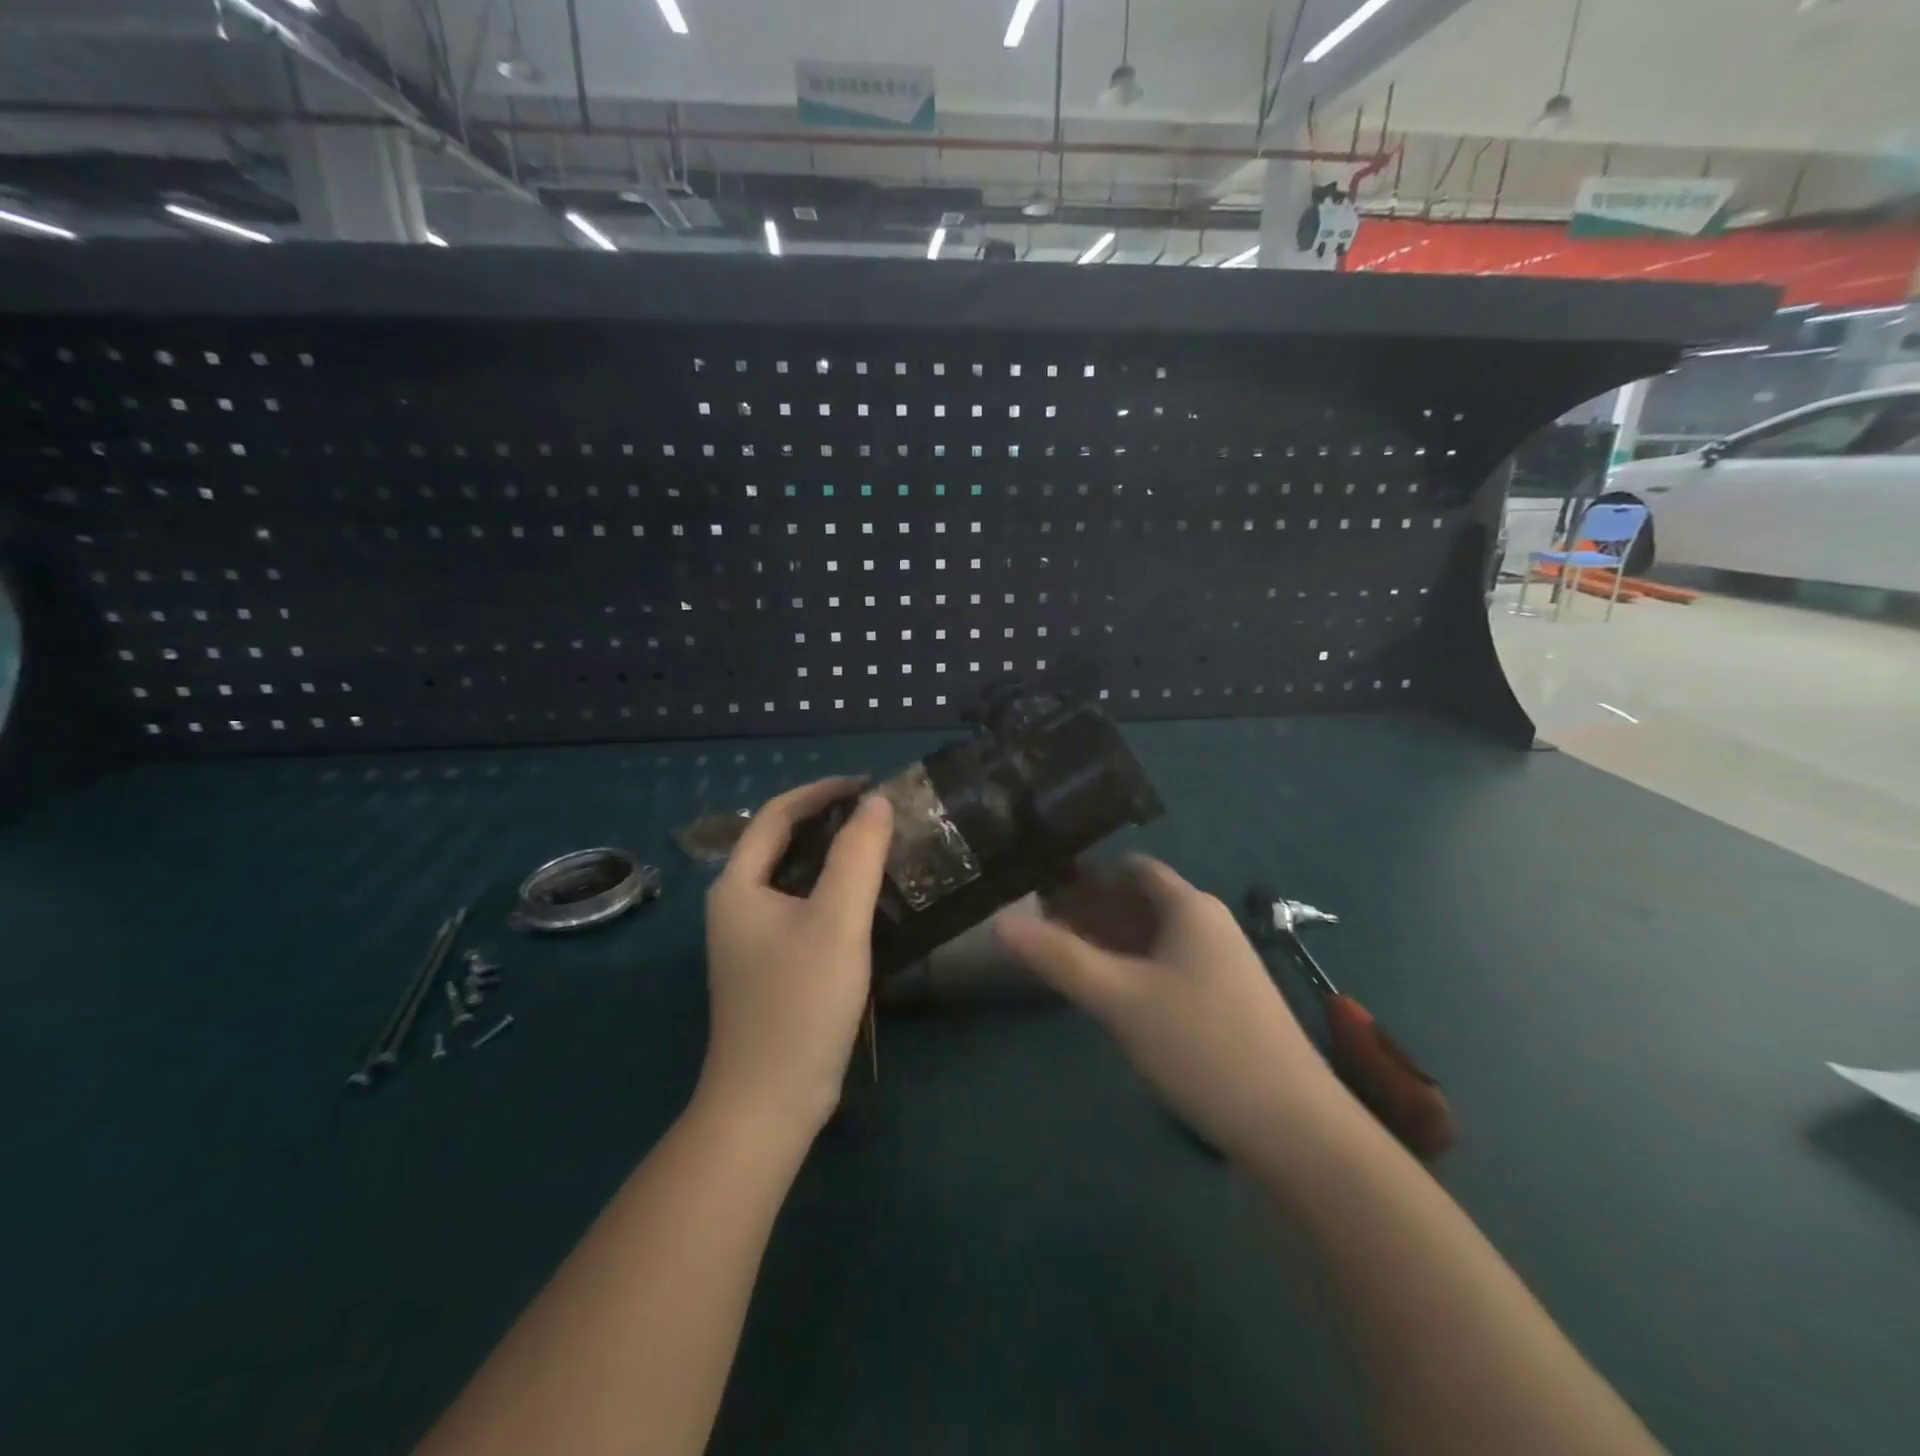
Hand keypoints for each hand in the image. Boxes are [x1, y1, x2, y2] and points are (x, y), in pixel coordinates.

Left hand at [699, 777, 893, 1138]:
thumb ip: (858, 855)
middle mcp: (736, 905)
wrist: (769, 1103)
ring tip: (880, 848)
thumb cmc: (799, 1003)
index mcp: (738, 885)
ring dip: (834, 856)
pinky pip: (803, 908)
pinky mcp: (771, 966)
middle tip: (880, 815)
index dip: (822, 791)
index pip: (777, 814)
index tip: (869, 785)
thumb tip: (877, 803)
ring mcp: (751, 939)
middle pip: (782, 842)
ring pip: (795, 877)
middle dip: (829, 821)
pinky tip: (867, 900)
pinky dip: (833, 891)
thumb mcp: (836, 921)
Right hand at [995, 856, 1339, 1160]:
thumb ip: (1058, 958)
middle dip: (1090, 909)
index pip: (1130, 869)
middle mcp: (1208, 925)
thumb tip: (999, 923)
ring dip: (1109, 940)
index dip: (1085, 875)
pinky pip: (1167, 966)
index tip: (1041, 890)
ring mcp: (1220, 965)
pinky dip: (1132, 967)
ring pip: (1153, 937)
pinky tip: (1108, 994)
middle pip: (1140, 901)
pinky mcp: (1224, 1001)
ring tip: (1062, 959)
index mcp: (1189, 908)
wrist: (1295, 1129)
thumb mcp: (1119, 999)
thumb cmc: (1201, 1046)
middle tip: (1040, 928)